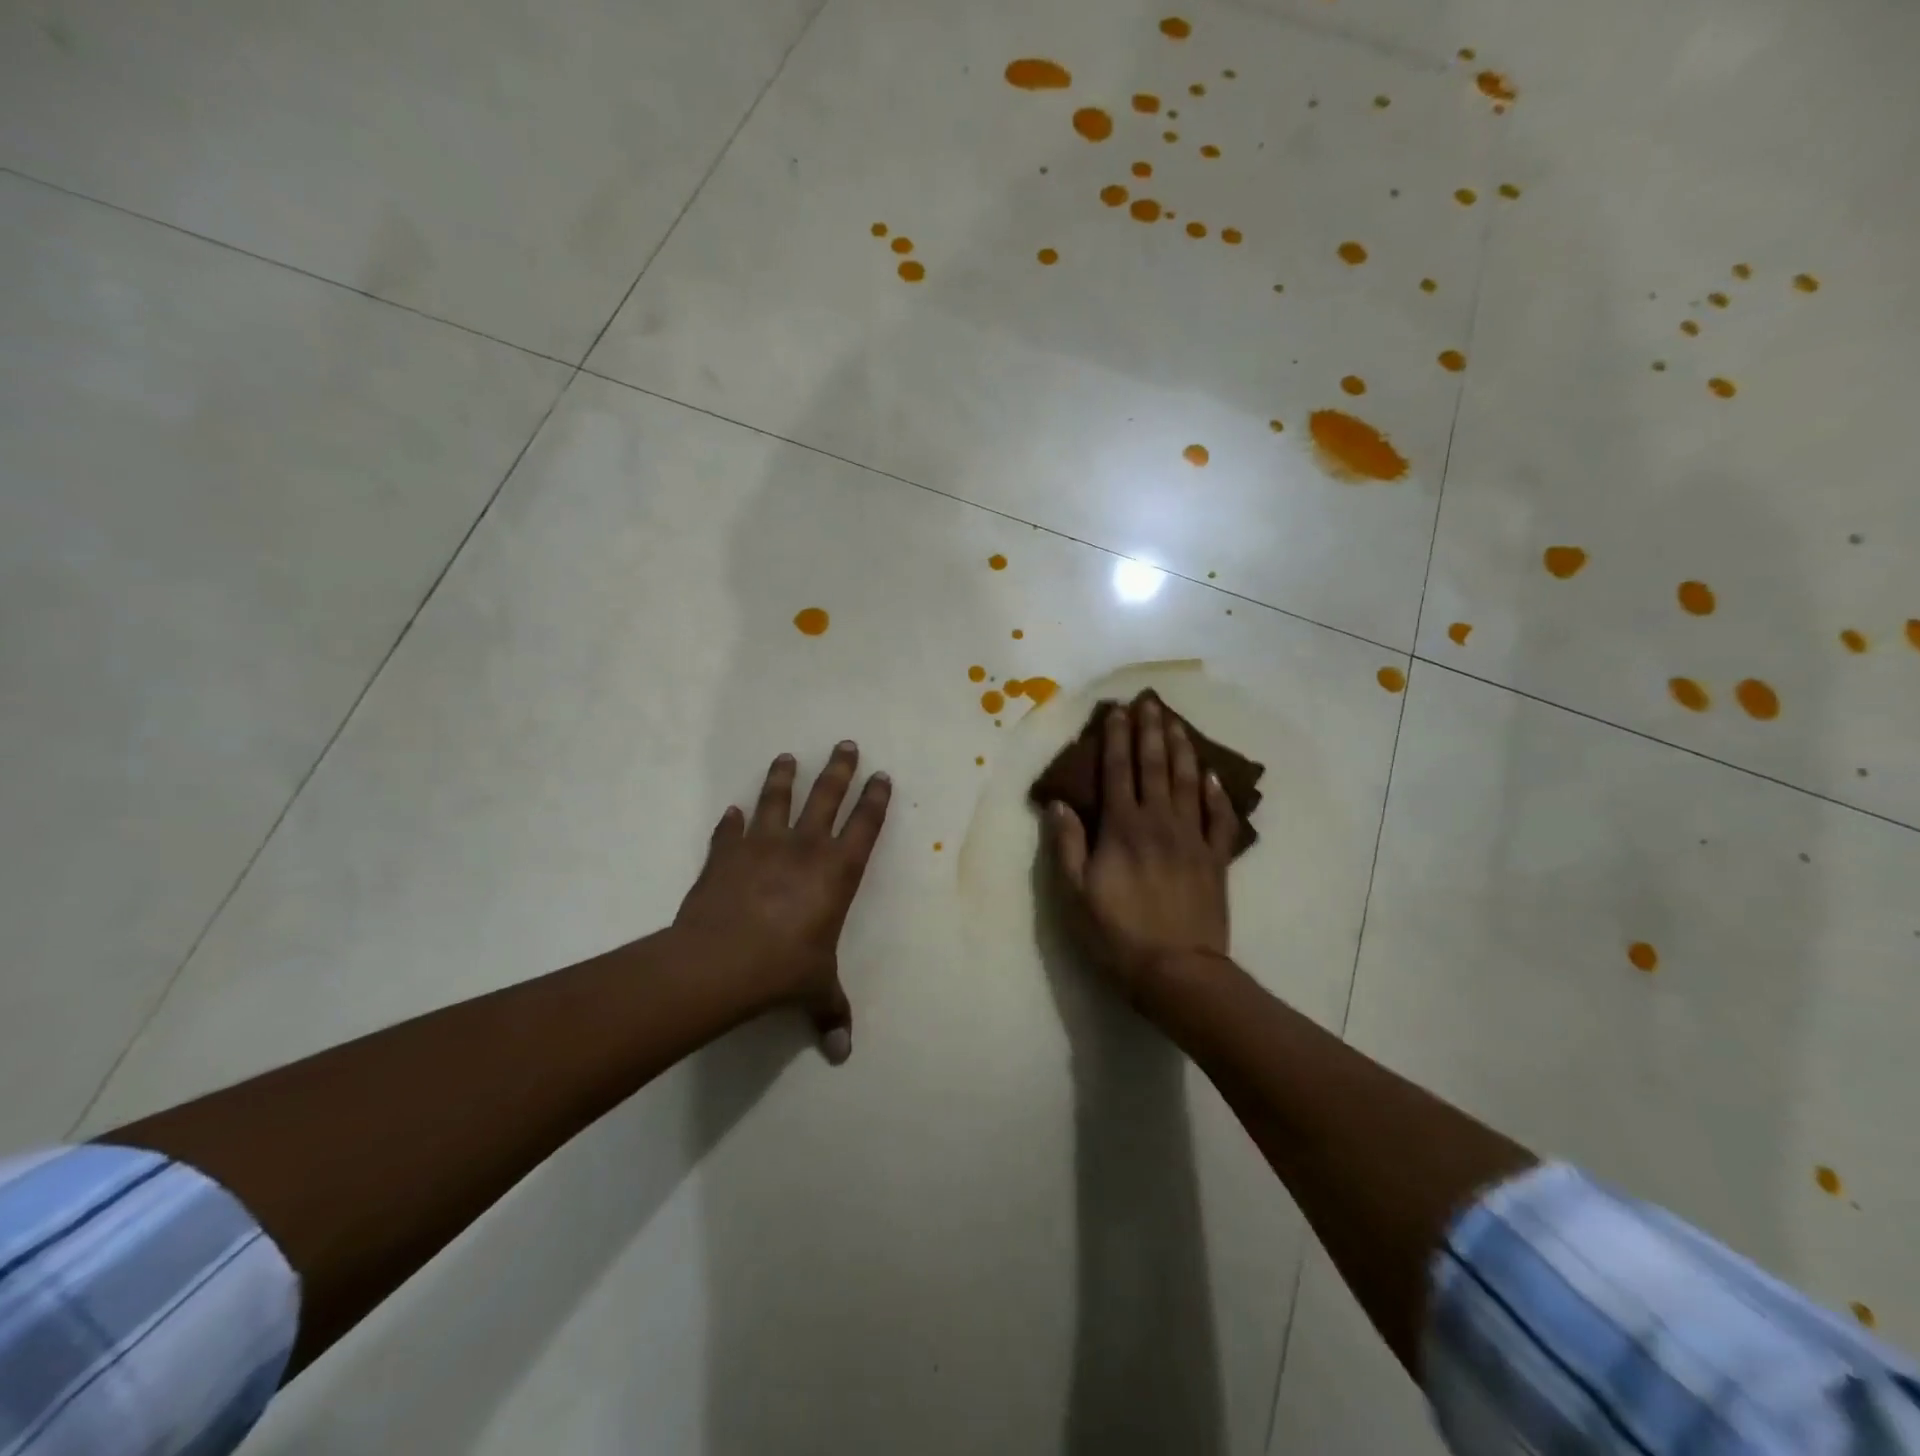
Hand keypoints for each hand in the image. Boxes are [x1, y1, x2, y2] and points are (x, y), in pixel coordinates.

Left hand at [674, 741, 890, 1062]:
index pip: (865, 825)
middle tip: (845, 744)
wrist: (719, 963)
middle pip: (826, 796)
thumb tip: (843, 1053)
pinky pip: (729, 831)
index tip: (881, 775)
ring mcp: (761, 846)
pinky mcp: (724, 855)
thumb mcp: (815, 990)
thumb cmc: (783, 970)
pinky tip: (731, 811)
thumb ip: (831, 1012)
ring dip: (783, 777)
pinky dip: (731, 821)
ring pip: (776, 799)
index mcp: (837, 872)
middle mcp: (804, 848)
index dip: (875, 799)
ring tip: (787, 757)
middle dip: (839, 769)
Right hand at [1047, 697, 1237, 997]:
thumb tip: (1059, 804)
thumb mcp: (1074, 895)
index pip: (1118, 772)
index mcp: (1122, 829)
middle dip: (1150, 732)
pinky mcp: (1216, 859)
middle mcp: (1159, 823)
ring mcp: (1193, 839)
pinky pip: (1220, 818)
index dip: (1116, 739)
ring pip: (1188, 783)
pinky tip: (1213, 775)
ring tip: (1176, 723)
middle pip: (1155, 767)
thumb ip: (1067, 846)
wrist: (1177, 971)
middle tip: (1149, 702)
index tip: (1117, 711)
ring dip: (1182, 749)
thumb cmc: (1116, 934)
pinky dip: (1217, 793)